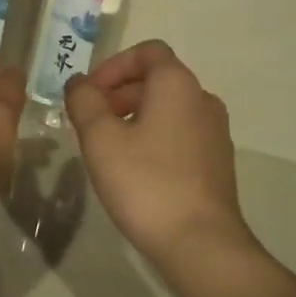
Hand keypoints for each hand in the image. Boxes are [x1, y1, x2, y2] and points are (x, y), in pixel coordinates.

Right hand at [65, 41, 253, 263]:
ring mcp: (215, 132)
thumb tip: (78, 82)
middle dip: (119, 92)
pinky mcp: (217, 162)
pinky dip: (154, 136)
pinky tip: (134, 169)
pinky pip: (180, 134)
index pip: (147, 52)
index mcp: (178, 85)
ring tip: (107, 146)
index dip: (113, 66)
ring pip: (168, 108)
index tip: (89, 93)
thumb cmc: (146, 183)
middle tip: (90, 120)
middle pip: (157, 79)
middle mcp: (203, 100)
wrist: (201, 244)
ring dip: (134, 116)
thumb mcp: (101, 139)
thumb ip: (84, 102)